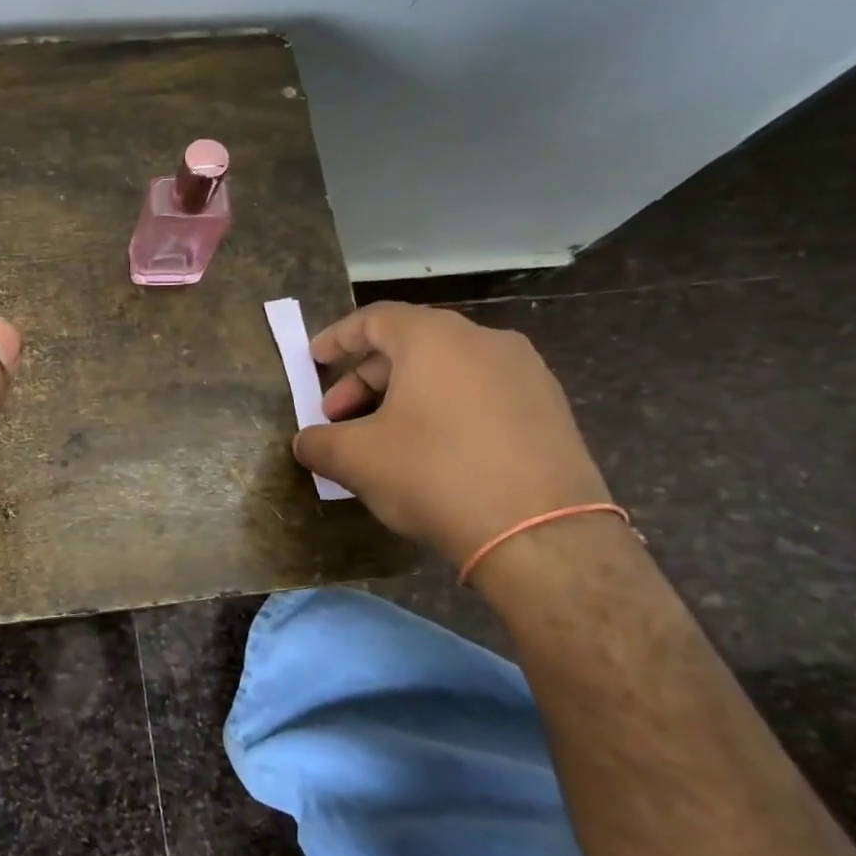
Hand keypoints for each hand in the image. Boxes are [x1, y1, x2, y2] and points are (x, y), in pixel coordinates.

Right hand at [292, 302, 609, 567]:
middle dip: (365, 379)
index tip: (313, 360)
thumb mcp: (356, 460)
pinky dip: (444, 409)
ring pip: (446, 370)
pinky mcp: (549, 409)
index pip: (374, 319)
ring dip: (403, 396)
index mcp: (434, 339)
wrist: (542, 536)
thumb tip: (306, 442)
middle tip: (339, 417)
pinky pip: (480, 393)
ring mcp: (525, 373)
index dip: (336, 338)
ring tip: (383, 438)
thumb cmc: (434, 476)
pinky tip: (431, 451)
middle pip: (409, 345)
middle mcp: (484, 341)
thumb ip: (318, 443)